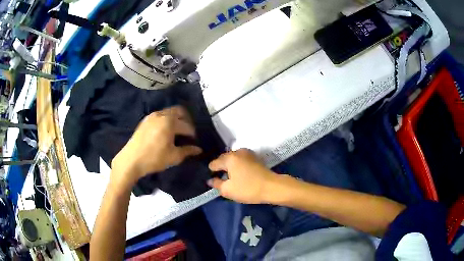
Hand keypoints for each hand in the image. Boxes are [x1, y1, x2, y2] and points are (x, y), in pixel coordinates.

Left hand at [111, 106, 201, 186]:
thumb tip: (198, 149)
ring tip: (176, 132)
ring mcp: (151, 116)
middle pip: (179, 111)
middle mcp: (161, 114)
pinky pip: (160, 115)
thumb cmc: (154, 158)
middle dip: (186, 120)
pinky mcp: (145, 120)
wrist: (131, 160)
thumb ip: (188, 151)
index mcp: (170, 122)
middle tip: (187, 132)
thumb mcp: (174, 157)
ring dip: (176, 119)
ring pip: (169, 112)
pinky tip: (164, 132)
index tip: (194, 141)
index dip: (193, 134)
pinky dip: (166, 120)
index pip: (187, 125)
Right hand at [208, 149, 277, 203]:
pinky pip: (241, 160)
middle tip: (222, 181)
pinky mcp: (255, 157)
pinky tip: (241, 176)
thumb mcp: (228, 190)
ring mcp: (248, 153)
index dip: (212, 172)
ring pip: (233, 160)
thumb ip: (216, 184)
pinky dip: (239, 166)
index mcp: (229, 158)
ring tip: (232, 179)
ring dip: (231, 167)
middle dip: (221, 169)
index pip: (214, 163)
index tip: (214, 181)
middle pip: (224, 159)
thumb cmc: (248, 189)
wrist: (272, 187)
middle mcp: (238, 152)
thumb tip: (210, 180)